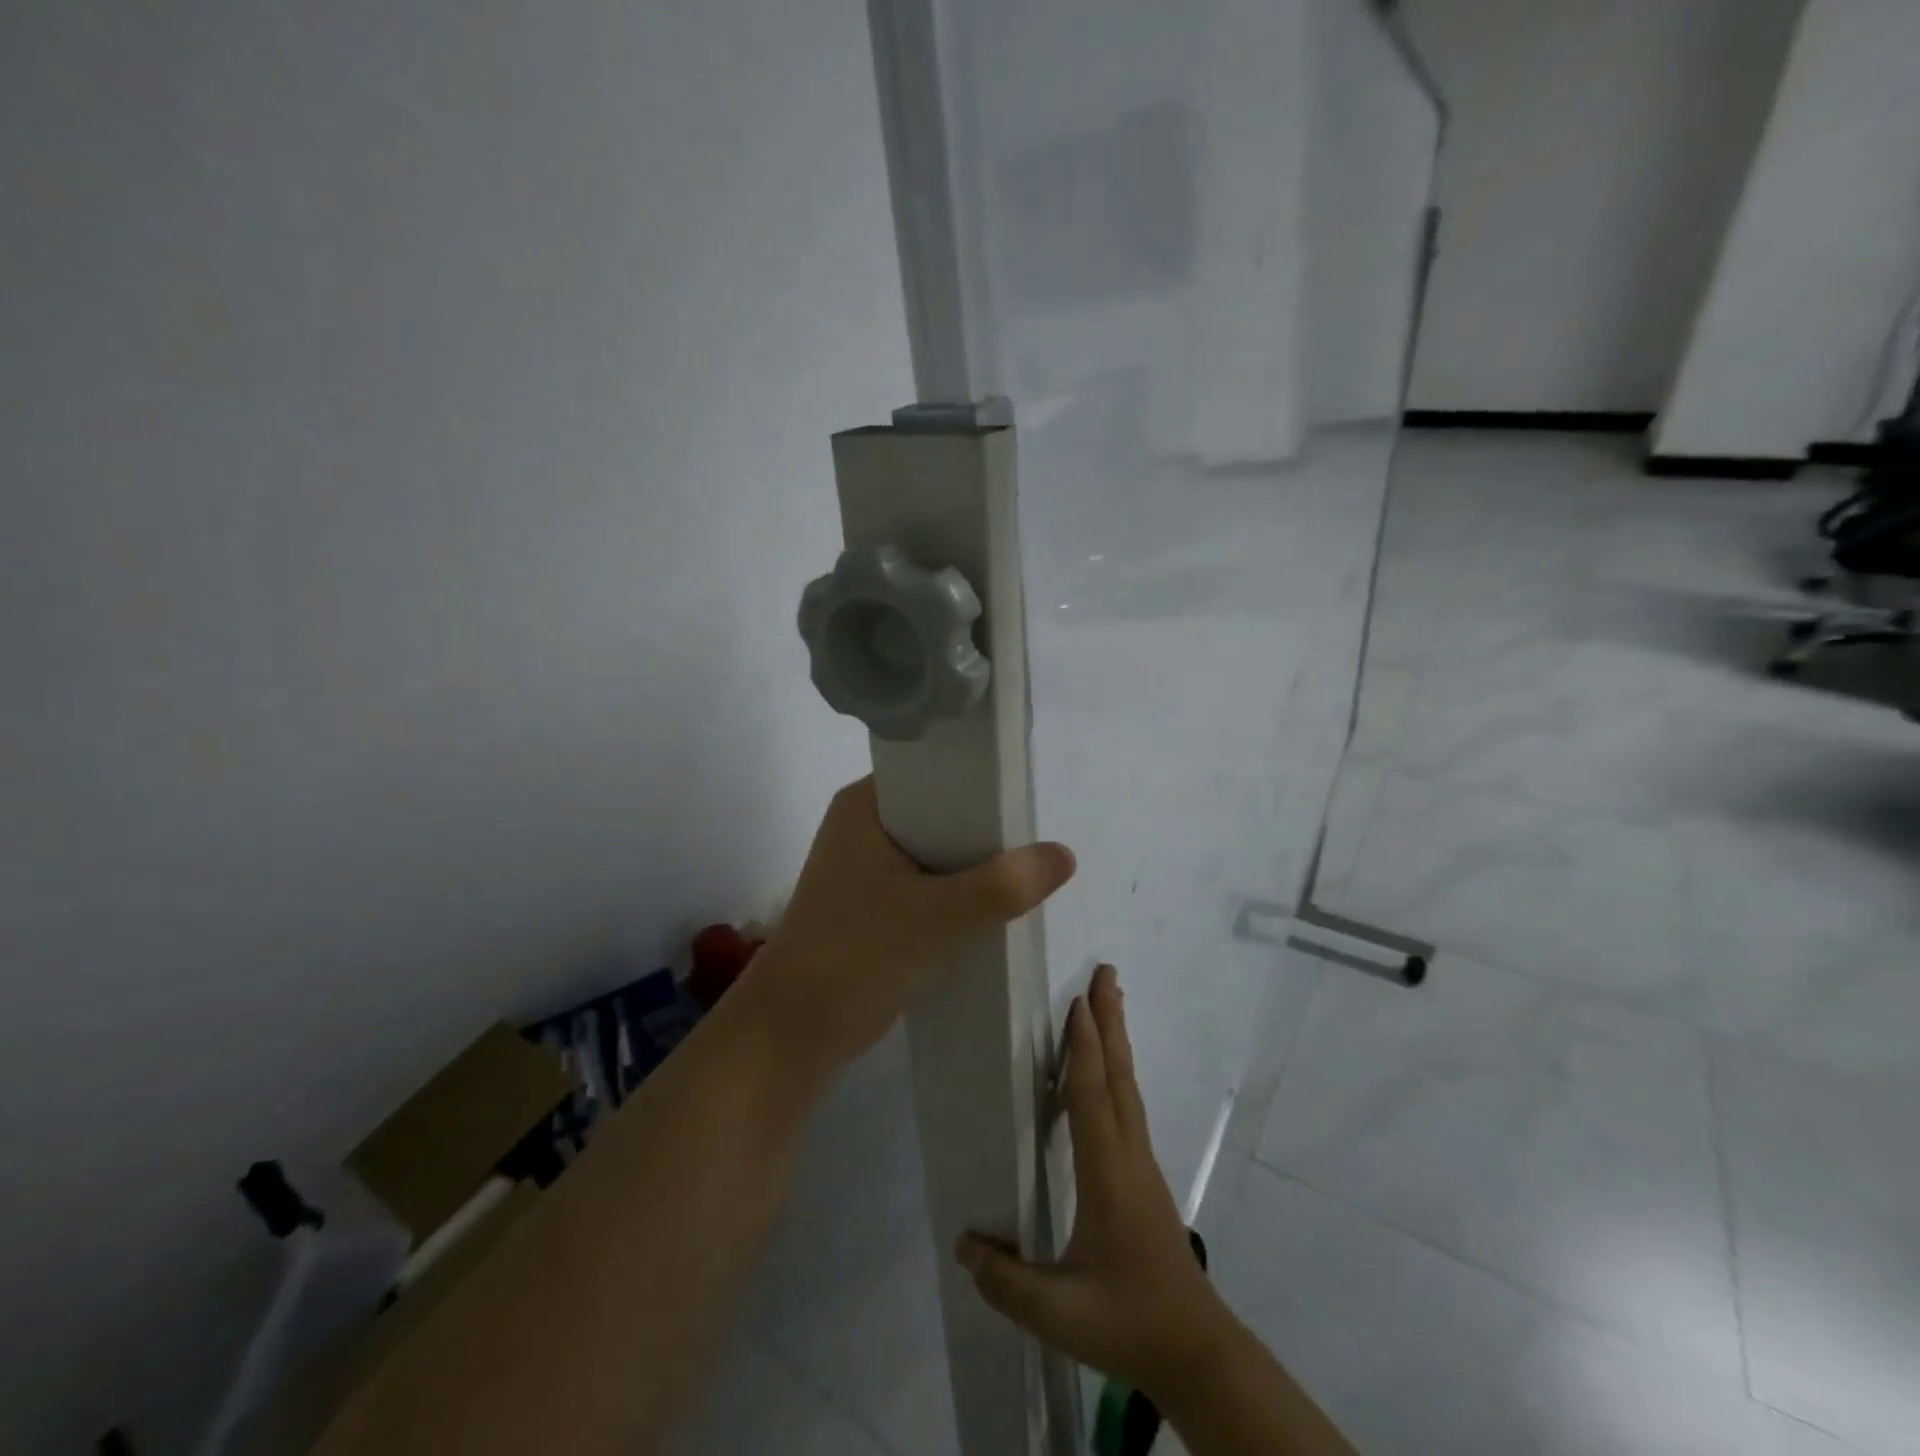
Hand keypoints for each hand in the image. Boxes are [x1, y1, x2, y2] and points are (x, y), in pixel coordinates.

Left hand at [752, 777, 1075, 1074]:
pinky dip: (960, 891)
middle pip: (941, 811)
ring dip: (975, 863)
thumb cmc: (855, 956)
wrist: (796, 1032)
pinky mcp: (877, 902)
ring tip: (1026, 869)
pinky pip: (930, 882)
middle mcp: (866, 825)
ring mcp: (869, 866)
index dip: (979, 779)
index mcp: (866, 805)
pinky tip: (996, 903)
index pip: (932, 770)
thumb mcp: (935, 917)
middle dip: (985, 828)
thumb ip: (1002, 886)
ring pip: (939, 850)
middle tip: (1035, 836)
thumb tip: (1065, 855)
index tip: (1024, 793)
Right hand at [956, 965, 1237, 1400]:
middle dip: (1110, 1022)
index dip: (1084, 1048)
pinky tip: (1107, 1074)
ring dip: (1116, 1041)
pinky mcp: (1144, 1176)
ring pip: (1128, 1088)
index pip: (1092, 1097)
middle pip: (1119, 1076)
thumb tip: (963, 1242)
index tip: (1078, 1001)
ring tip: (1108, 1003)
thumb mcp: (1060, 1313)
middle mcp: (1129, 1155)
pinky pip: (1128, 1107)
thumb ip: (1007, 1282)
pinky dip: (1116, 1072)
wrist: (1196, 1351)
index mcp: (1107, 1174)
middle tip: (1106, 974)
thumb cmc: (1129, 1322)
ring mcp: (1141, 1164)